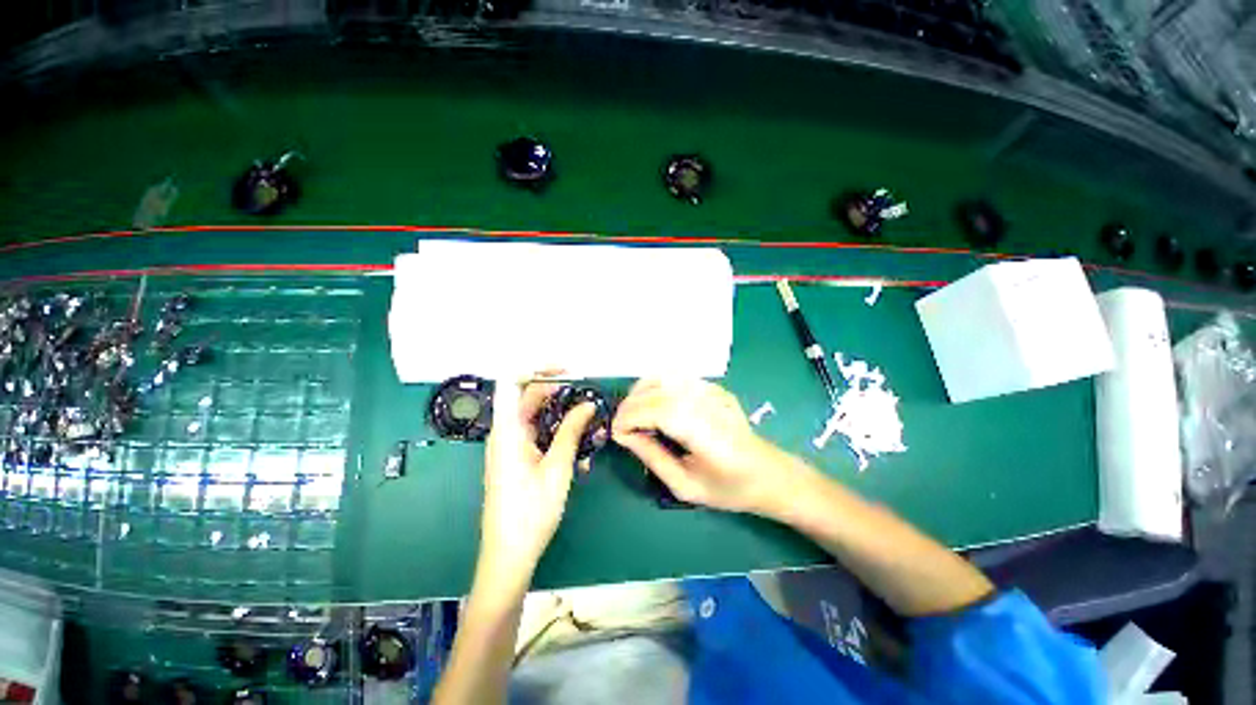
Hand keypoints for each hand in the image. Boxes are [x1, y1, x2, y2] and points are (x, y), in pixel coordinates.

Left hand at [479, 378, 595, 587]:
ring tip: (589, 427)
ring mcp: (511, 446)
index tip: (565, 370)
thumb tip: (588, 404)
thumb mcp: (557, 467)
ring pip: (538, 418)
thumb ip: (572, 430)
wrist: (509, 555)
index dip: (536, 368)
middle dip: (560, 394)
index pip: (511, 382)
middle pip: (530, 398)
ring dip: (563, 418)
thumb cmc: (530, 512)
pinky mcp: (518, 459)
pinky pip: (539, 436)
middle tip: (588, 399)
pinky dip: (559, 436)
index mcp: (507, 431)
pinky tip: (579, 452)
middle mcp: (506, 433)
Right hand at [612, 379, 809, 515]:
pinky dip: (655, 386)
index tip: (616, 434)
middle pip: (658, 391)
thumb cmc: (728, 489)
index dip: (630, 418)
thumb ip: (652, 457)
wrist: (768, 473)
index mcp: (705, 434)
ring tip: (633, 415)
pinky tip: (652, 405)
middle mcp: (708, 404)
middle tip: (620, 427)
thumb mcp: (685, 486)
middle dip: (630, 406)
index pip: (658, 410)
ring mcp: (713, 390)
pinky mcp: (713, 386)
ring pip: (664, 377)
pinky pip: (676, 377)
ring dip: (640, 393)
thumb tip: (624, 436)